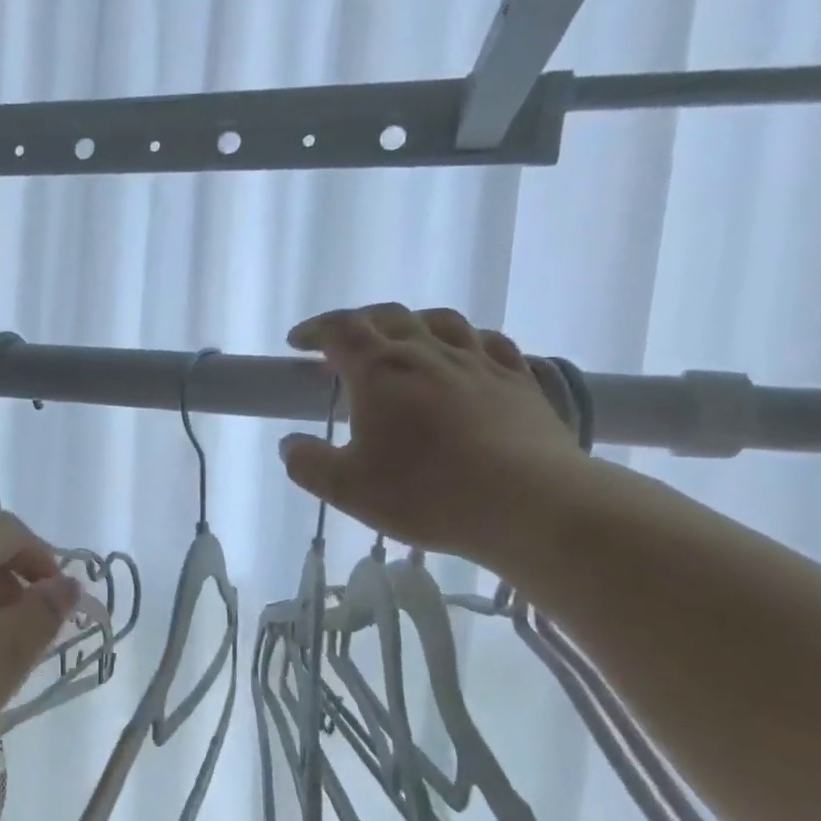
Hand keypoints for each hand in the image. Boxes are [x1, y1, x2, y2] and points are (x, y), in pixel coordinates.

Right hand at [278, 304, 588, 564]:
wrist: (531, 503)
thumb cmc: (426, 493)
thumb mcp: (347, 489)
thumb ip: (308, 464)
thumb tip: (290, 445)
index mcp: (380, 371)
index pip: (340, 330)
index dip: (314, 330)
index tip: (298, 343)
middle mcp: (428, 353)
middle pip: (388, 316)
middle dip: (357, 323)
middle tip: (341, 346)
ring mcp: (479, 362)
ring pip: (440, 321)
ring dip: (410, 324)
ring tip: (400, 342)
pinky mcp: (519, 380)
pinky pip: (487, 341)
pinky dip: (463, 340)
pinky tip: (463, 356)